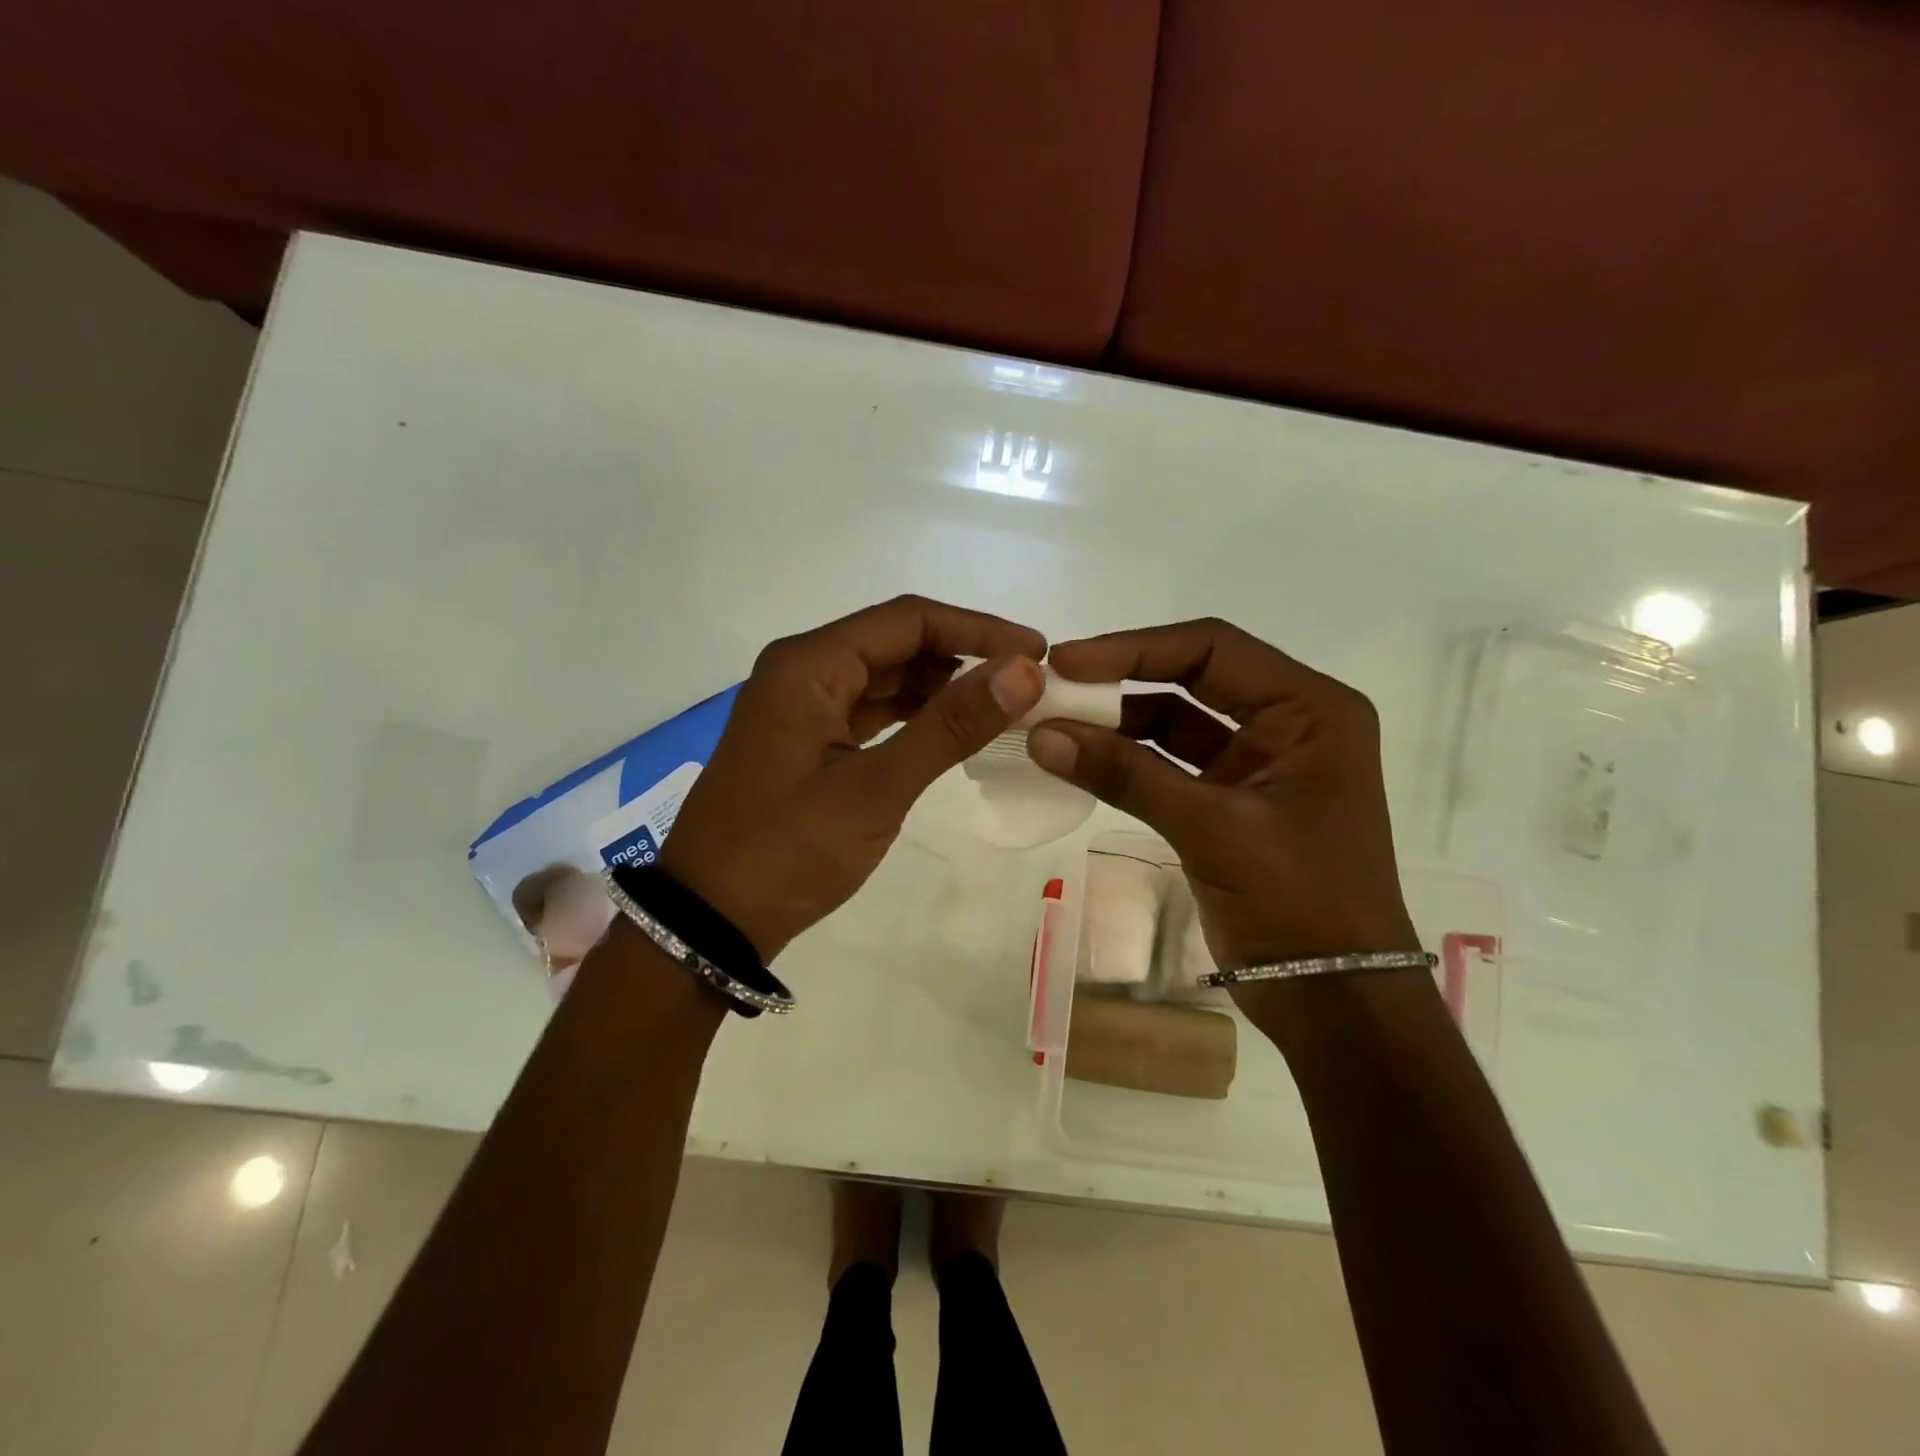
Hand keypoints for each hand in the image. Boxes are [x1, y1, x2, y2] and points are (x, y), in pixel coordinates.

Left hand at [659, 596, 1045, 960]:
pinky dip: (912, 716)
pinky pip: (869, 711)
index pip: (909, 620)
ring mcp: (800, 706)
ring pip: (884, 677)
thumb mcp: (876, 788)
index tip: (1037, 651)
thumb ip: (950, 726)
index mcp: (810, 664)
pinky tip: (950, 731)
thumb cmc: (788, 849)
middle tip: (1025, 685)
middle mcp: (802, 670)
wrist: (710, 920)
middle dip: (962, 657)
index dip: (978, 629)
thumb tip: (1023, 671)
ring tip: (1000, 707)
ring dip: (940, 688)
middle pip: (896, 642)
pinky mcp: (805, 740)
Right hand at [1025, 619, 1417, 974]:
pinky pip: (1170, 765)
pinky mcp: (1231, 802)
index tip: (1067, 662)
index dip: (1134, 648)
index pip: (1212, 648)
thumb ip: (1127, 776)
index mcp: (1311, 710)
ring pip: (1175, 722)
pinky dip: (1127, 762)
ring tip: (1053, 724)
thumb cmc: (1299, 902)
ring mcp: (1258, 764)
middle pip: (1192, 678)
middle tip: (1052, 686)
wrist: (1335, 998)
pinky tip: (1080, 760)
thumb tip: (1041, 735)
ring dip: (1117, 723)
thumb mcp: (1213, 828)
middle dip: (1121, 679)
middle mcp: (1289, 723)